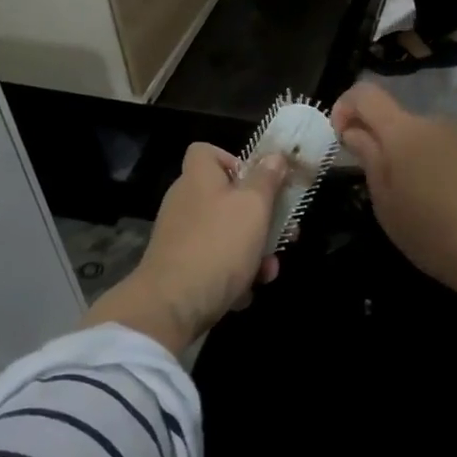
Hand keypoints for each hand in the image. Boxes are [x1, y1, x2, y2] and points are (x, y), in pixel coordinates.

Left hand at [83, 144, 289, 352]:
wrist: (172, 304)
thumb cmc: (218, 244)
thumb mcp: (253, 207)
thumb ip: (267, 180)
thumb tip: (274, 157)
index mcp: (198, 178)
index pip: (207, 151)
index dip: (234, 160)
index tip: (258, 182)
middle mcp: (186, 202)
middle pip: (226, 197)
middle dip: (260, 218)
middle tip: (284, 233)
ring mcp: (181, 237)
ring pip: (226, 235)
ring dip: (253, 252)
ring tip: (268, 272)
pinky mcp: (180, 268)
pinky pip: (214, 263)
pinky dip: (232, 275)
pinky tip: (244, 294)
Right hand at [332, 84, 456, 305]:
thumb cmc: (430, 230)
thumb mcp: (384, 199)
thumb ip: (367, 156)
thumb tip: (354, 130)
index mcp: (402, 129)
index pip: (364, 93)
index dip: (344, 108)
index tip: (341, 140)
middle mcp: (430, 122)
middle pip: (390, 115)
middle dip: (372, 136)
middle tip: (369, 179)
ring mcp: (456, 136)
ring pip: (413, 133)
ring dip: (398, 152)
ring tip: (402, 194)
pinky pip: (435, 146)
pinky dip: (422, 161)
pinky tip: (430, 198)